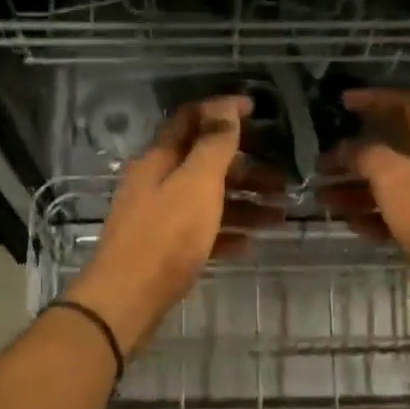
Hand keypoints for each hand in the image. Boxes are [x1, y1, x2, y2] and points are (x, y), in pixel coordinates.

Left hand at [66, 95, 273, 353]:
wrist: (127, 301)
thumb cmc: (165, 238)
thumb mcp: (196, 184)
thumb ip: (214, 145)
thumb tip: (226, 107)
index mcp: (159, 159)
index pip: (190, 120)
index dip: (222, 111)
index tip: (257, 110)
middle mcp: (157, 183)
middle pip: (204, 163)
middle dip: (245, 167)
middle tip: (283, 178)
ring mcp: (160, 218)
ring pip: (207, 200)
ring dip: (244, 202)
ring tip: (279, 214)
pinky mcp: (165, 249)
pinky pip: (202, 232)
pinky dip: (227, 231)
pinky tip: (251, 241)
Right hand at [323, 89, 409, 296]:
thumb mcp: (397, 179)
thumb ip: (368, 157)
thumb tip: (349, 148)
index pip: (407, 104)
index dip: (374, 99)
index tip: (342, 103)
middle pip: (394, 150)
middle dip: (355, 157)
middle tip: (321, 165)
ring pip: (395, 186)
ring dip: (359, 190)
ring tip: (324, 199)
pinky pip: (403, 215)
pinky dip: (377, 217)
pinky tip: (351, 225)